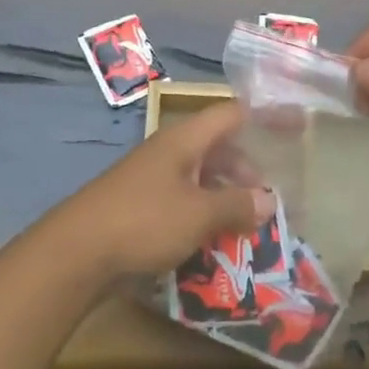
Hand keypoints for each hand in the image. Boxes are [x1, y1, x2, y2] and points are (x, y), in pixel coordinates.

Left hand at [54, 101, 276, 280]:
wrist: (75, 254)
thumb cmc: (143, 221)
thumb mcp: (198, 214)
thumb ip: (236, 205)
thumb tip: (269, 199)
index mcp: (184, 140)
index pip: (231, 114)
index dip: (263, 115)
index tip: (294, 123)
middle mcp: (168, 152)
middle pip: (217, 148)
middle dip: (245, 171)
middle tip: (268, 200)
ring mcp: (151, 179)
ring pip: (200, 178)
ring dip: (224, 198)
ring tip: (247, 226)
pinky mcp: (140, 207)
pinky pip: (182, 202)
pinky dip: (203, 216)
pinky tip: (213, 242)